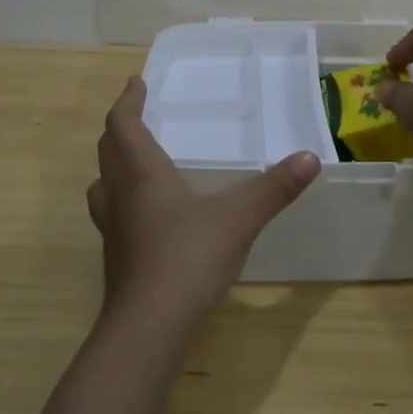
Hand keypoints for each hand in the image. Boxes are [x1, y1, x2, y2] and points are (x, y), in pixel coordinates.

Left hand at [88, 77, 319, 329]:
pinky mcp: (116, 260)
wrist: (148, 330)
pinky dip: (122, 201)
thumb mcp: (237, 219)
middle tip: (136, 116)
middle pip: (108, 151)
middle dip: (119, 129)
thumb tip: (310, 158)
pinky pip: (111, 215)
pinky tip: (146, 216)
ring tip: (133, 162)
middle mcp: (120, 196)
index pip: (123, 125)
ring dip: (113, 166)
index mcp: (142, 174)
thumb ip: (273, 188)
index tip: (136, 83)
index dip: (127, 101)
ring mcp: (113, 231)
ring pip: (102, 185)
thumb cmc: (187, 259)